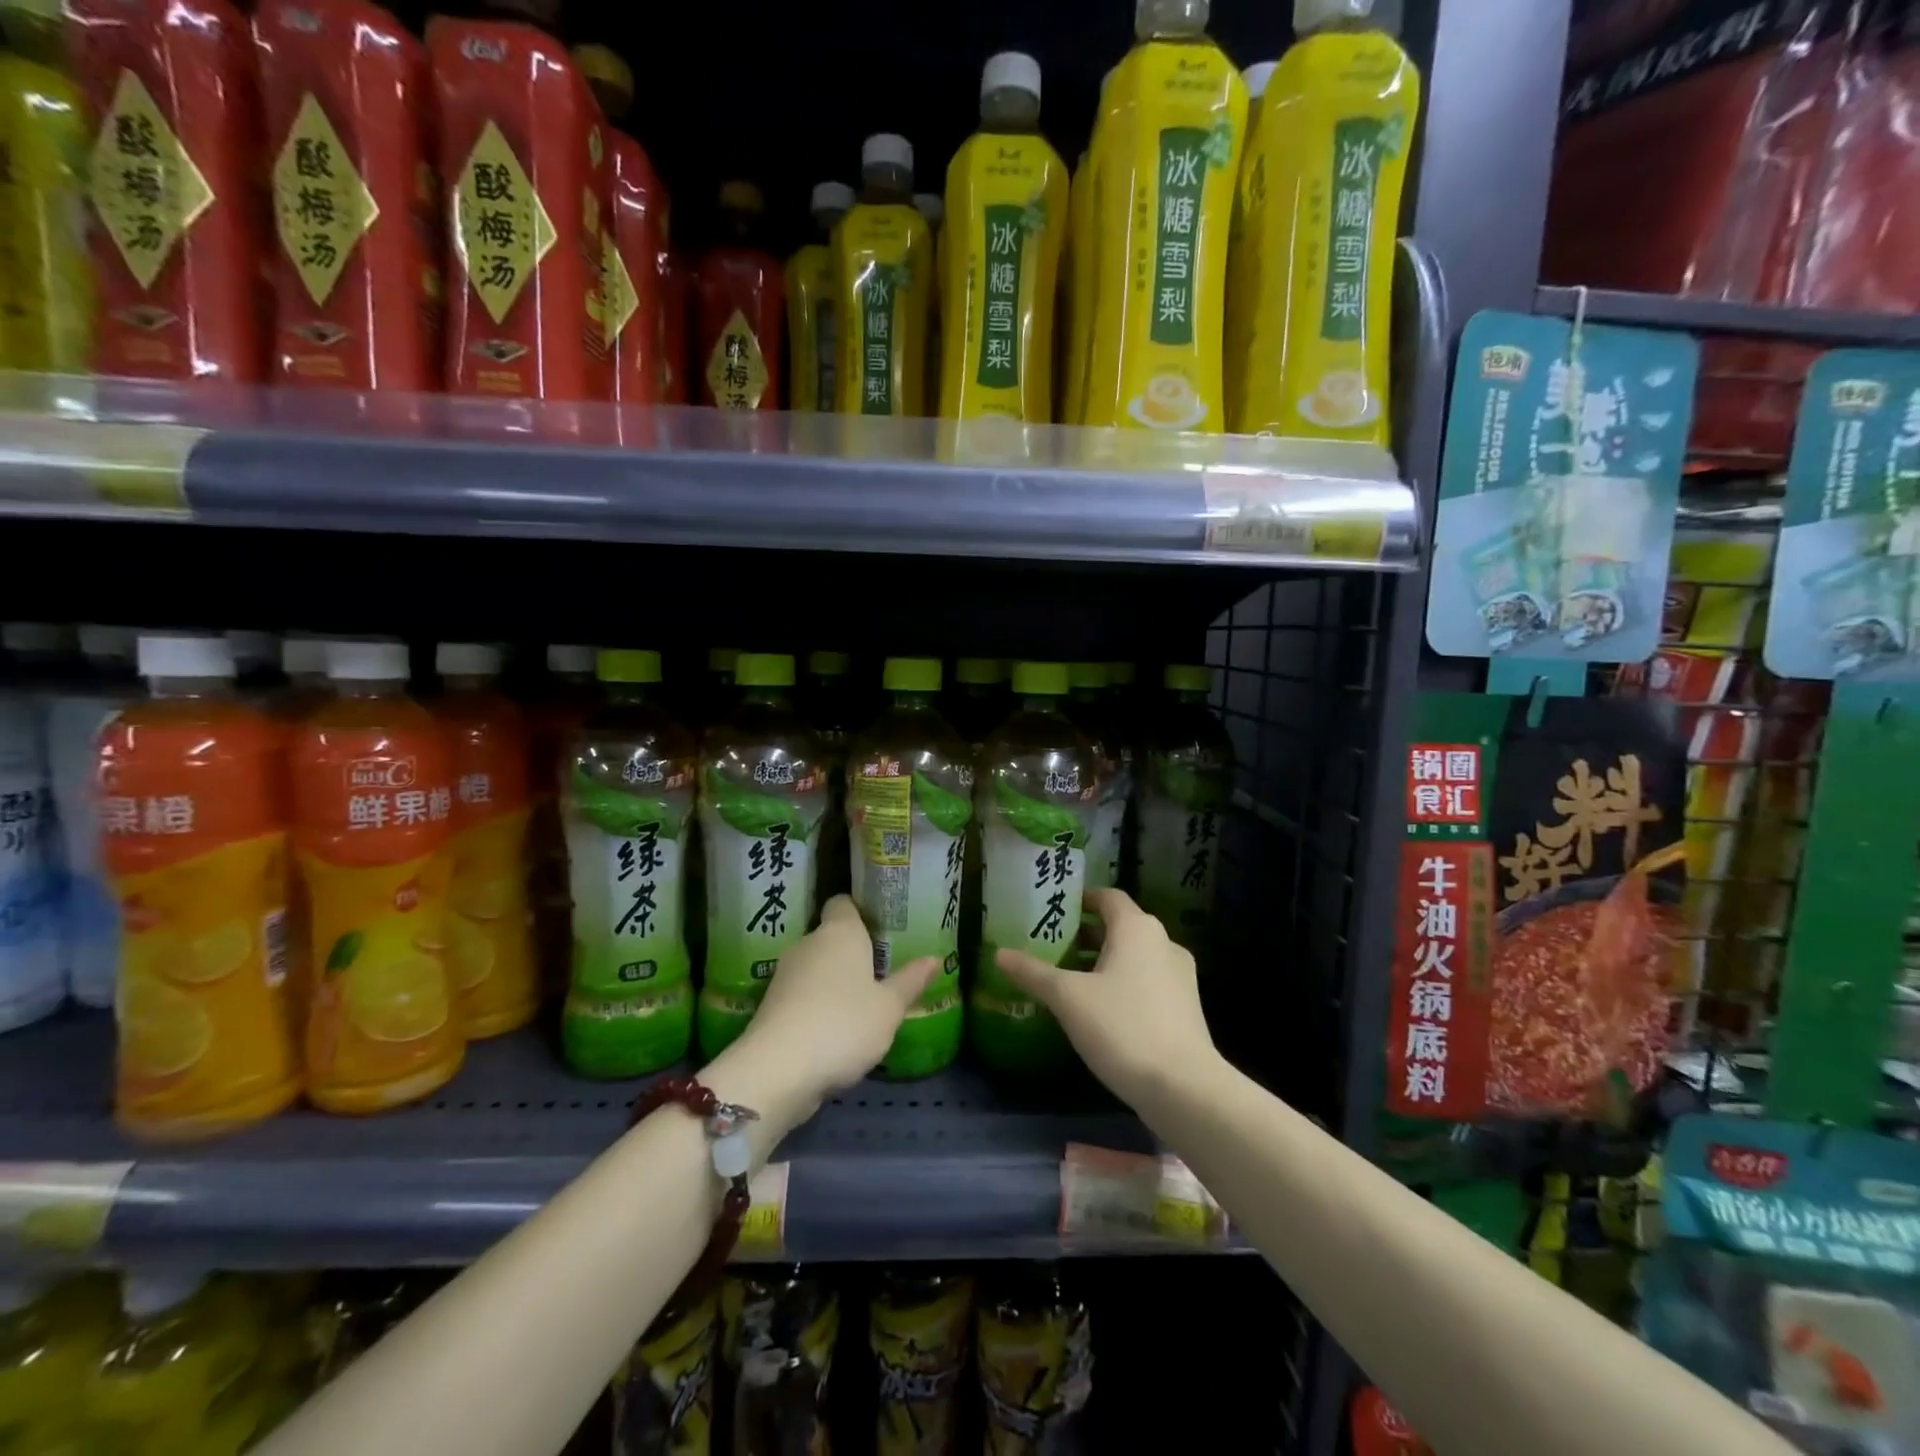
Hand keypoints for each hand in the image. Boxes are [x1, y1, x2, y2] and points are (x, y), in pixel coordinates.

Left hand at [724, 895, 937, 1112]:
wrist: (778, 1069)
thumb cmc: (844, 1024)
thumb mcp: (889, 1007)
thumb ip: (910, 981)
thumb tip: (934, 958)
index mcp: (839, 932)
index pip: (844, 903)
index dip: (861, 912)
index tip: (881, 928)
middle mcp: (809, 943)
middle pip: (831, 937)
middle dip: (852, 953)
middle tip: (881, 972)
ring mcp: (784, 975)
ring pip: (815, 968)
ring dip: (833, 982)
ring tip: (861, 1005)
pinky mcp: (770, 1006)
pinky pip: (801, 995)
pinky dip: (816, 1006)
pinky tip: (834, 1031)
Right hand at [995, 889, 1219, 1106]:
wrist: (1183, 1087)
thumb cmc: (1122, 1027)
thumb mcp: (1068, 998)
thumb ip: (1033, 973)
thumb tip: (999, 954)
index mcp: (1137, 928)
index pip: (1108, 897)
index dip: (1081, 900)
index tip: (1054, 911)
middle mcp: (1163, 942)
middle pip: (1120, 926)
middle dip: (1086, 935)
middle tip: (1051, 947)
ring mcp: (1179, 976)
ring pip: (1134, 956)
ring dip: (1103, 962)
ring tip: (1068, 980)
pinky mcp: (1185, 1007)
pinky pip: (1147, 980)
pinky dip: (1122, 983)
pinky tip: (1098, 1010)